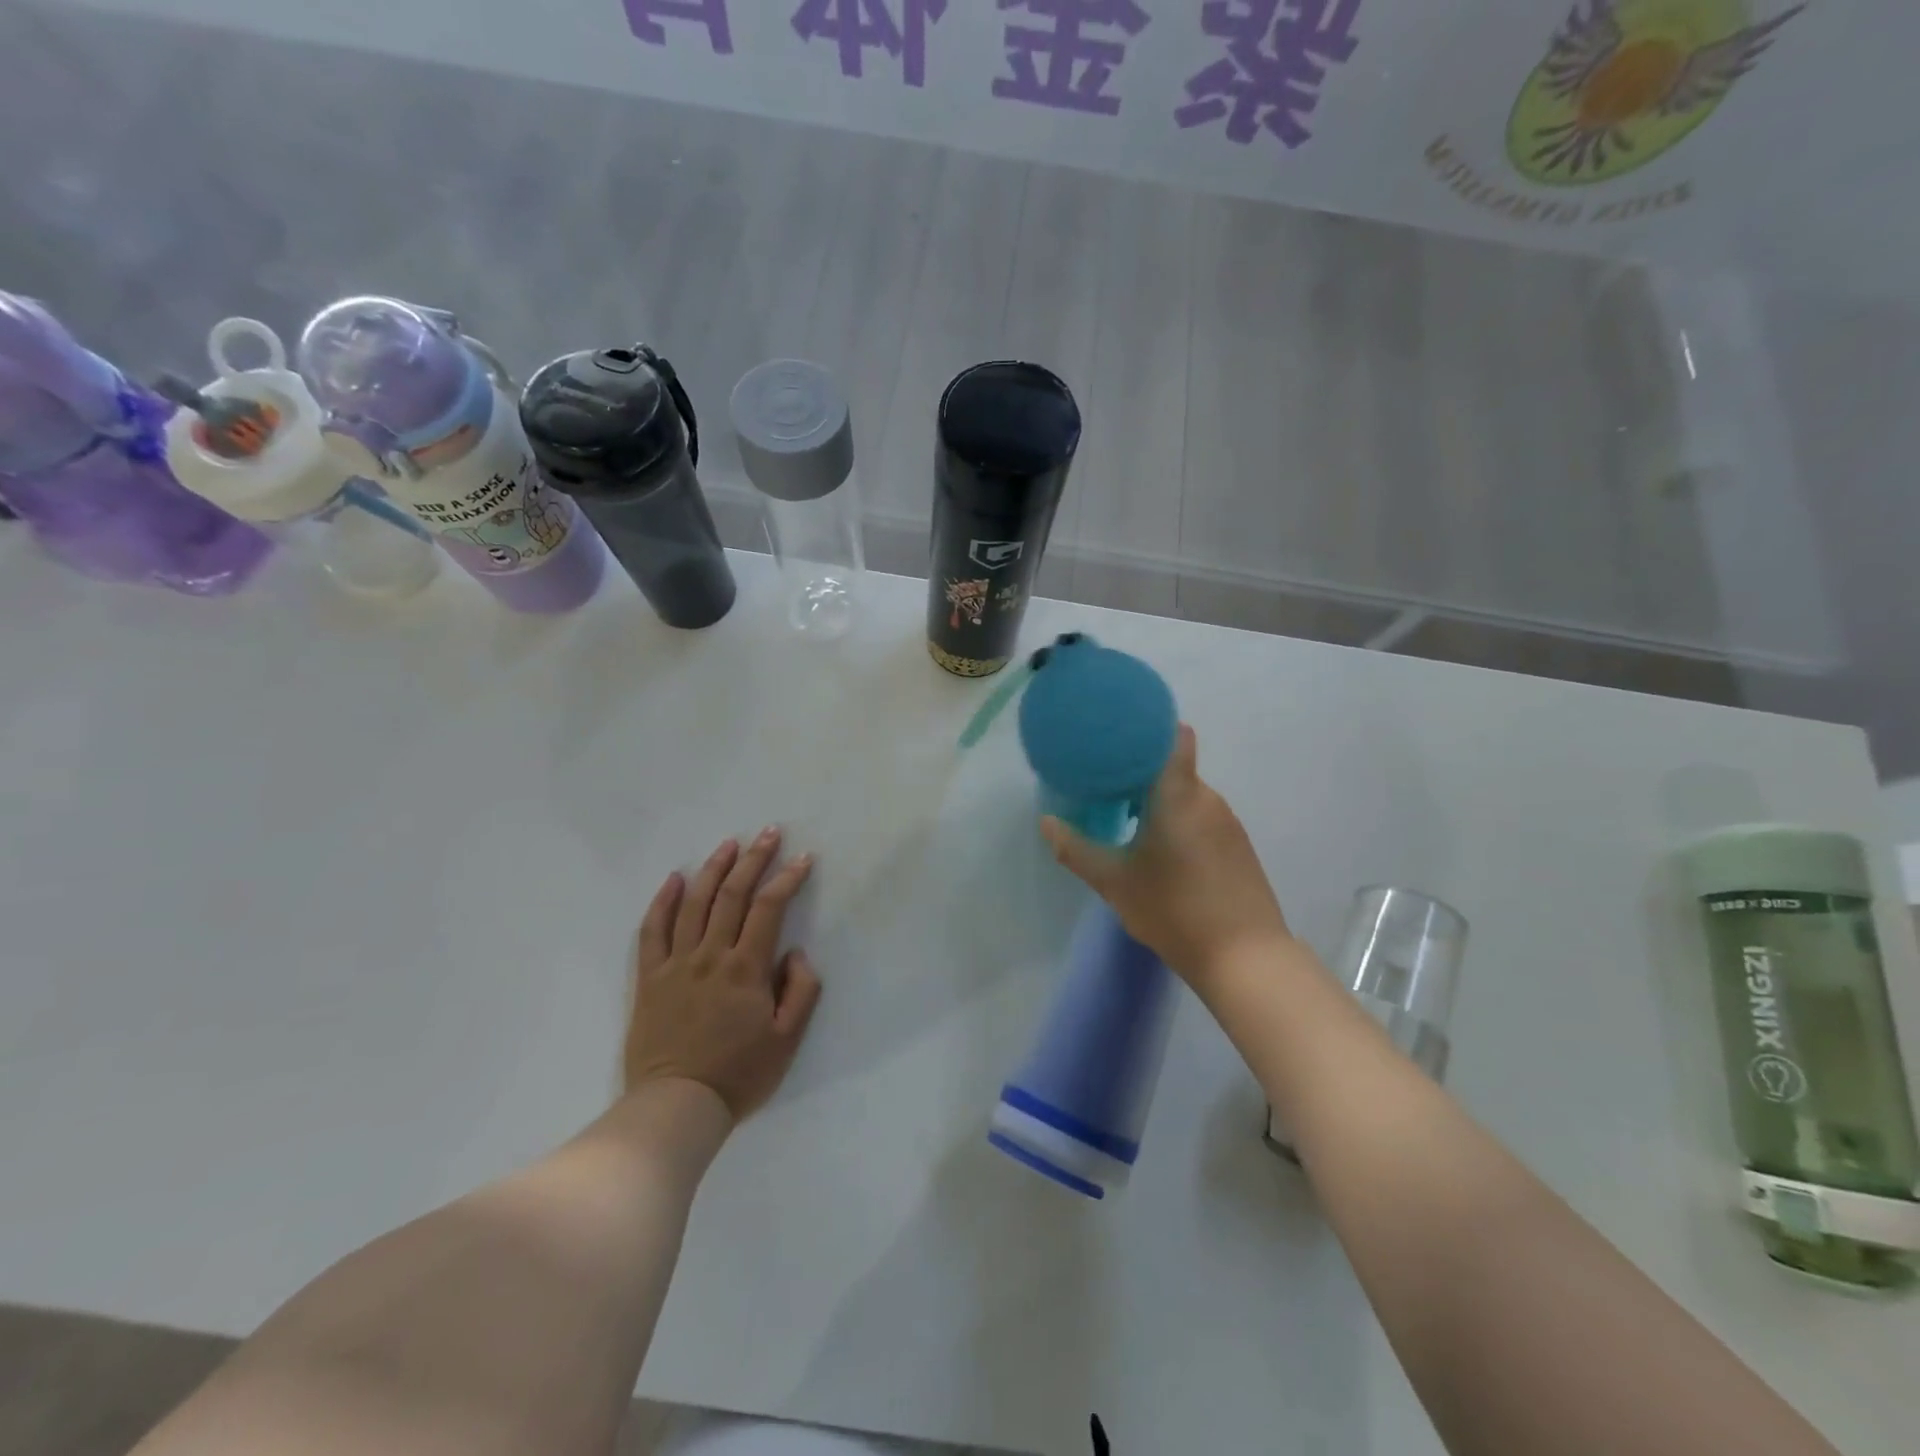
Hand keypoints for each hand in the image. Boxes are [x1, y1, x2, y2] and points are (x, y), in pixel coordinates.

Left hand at [624, 828, 822, 1120]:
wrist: (676, 1106)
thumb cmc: (738, 1075)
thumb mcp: (787, 1040)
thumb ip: (801, 990)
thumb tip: (795, 953)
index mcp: (746, 968)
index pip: (770, 908)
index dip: (788, 878)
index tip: (803, 858)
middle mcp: (711, 955)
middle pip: (733, 895)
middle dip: (754, 859)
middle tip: (768, 833)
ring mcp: (676, 964)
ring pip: (694, 904)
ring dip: (713, 869)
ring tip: (729, 845)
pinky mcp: (649, 978)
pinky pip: (652, 931)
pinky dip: (663, 901)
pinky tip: (674, 879)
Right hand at [1040, 725, 1291, 985]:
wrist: (1246, 959)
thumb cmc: (1175, 910)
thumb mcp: (1115, 883)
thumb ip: (1076, 850)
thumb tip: (1047, 823)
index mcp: (1180, 795)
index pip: (1173, 737)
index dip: (1148, 728)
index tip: (1117, 737)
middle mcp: (1209, 799)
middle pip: (1174, 767)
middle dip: (1141, 772)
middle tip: (1105, 785)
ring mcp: (1229, 823)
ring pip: (1188, 795)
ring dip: (1160, 799)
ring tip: (1127, 817)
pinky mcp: (1239, 847)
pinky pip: (1202, 817)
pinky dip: (1179, 820)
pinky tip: (1161, 850)